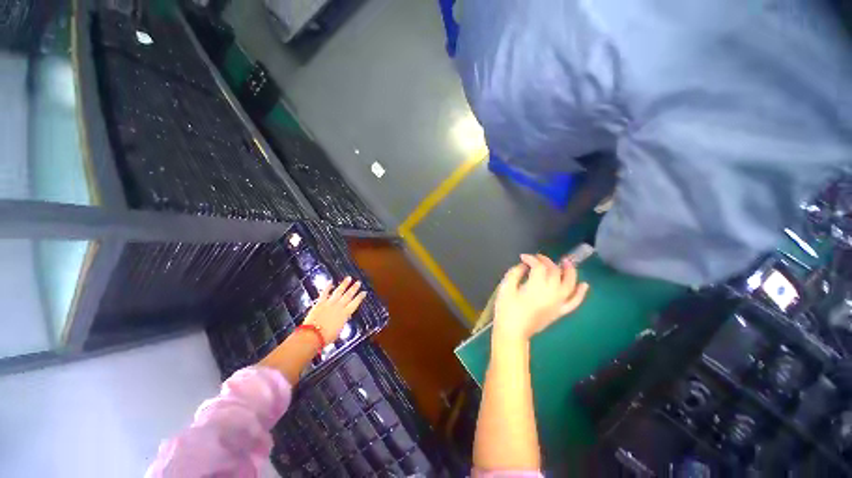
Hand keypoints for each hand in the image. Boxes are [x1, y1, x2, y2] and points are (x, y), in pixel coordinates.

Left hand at [303, 277, 366, 343]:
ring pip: (339, 291)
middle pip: (348, 295)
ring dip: (344, 284)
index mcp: (345, 314)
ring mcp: (329, 303)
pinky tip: (330, 282)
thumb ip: (342, 322)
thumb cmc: (326, 337)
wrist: (312, 335)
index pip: (355, 303)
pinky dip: (327, 287)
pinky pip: (324, 293)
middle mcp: (339, 307)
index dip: (360, 297)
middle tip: (358, 282)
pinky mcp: (320, 303)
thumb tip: (343, 319)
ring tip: (348, 278)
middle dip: (354, 288)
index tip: (364, 292)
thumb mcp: (338, 331)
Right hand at [493, 254, 589, 342]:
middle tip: (537, 258)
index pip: (538, 266)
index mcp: (537, 286)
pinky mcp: (560, 311)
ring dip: (570, 271)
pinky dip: (580, 293)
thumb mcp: (506, 287)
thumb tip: (524, 266)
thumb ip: (515, 273)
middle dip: (546, 261)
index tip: (523, 257)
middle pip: (554, 271)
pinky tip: (584, 285)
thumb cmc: (507, 309)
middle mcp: (552, 292)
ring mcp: (558, 303)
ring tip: (566, 262)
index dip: (531, 259)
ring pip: (569, 283)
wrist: (513, 332)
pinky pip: (574, 301)